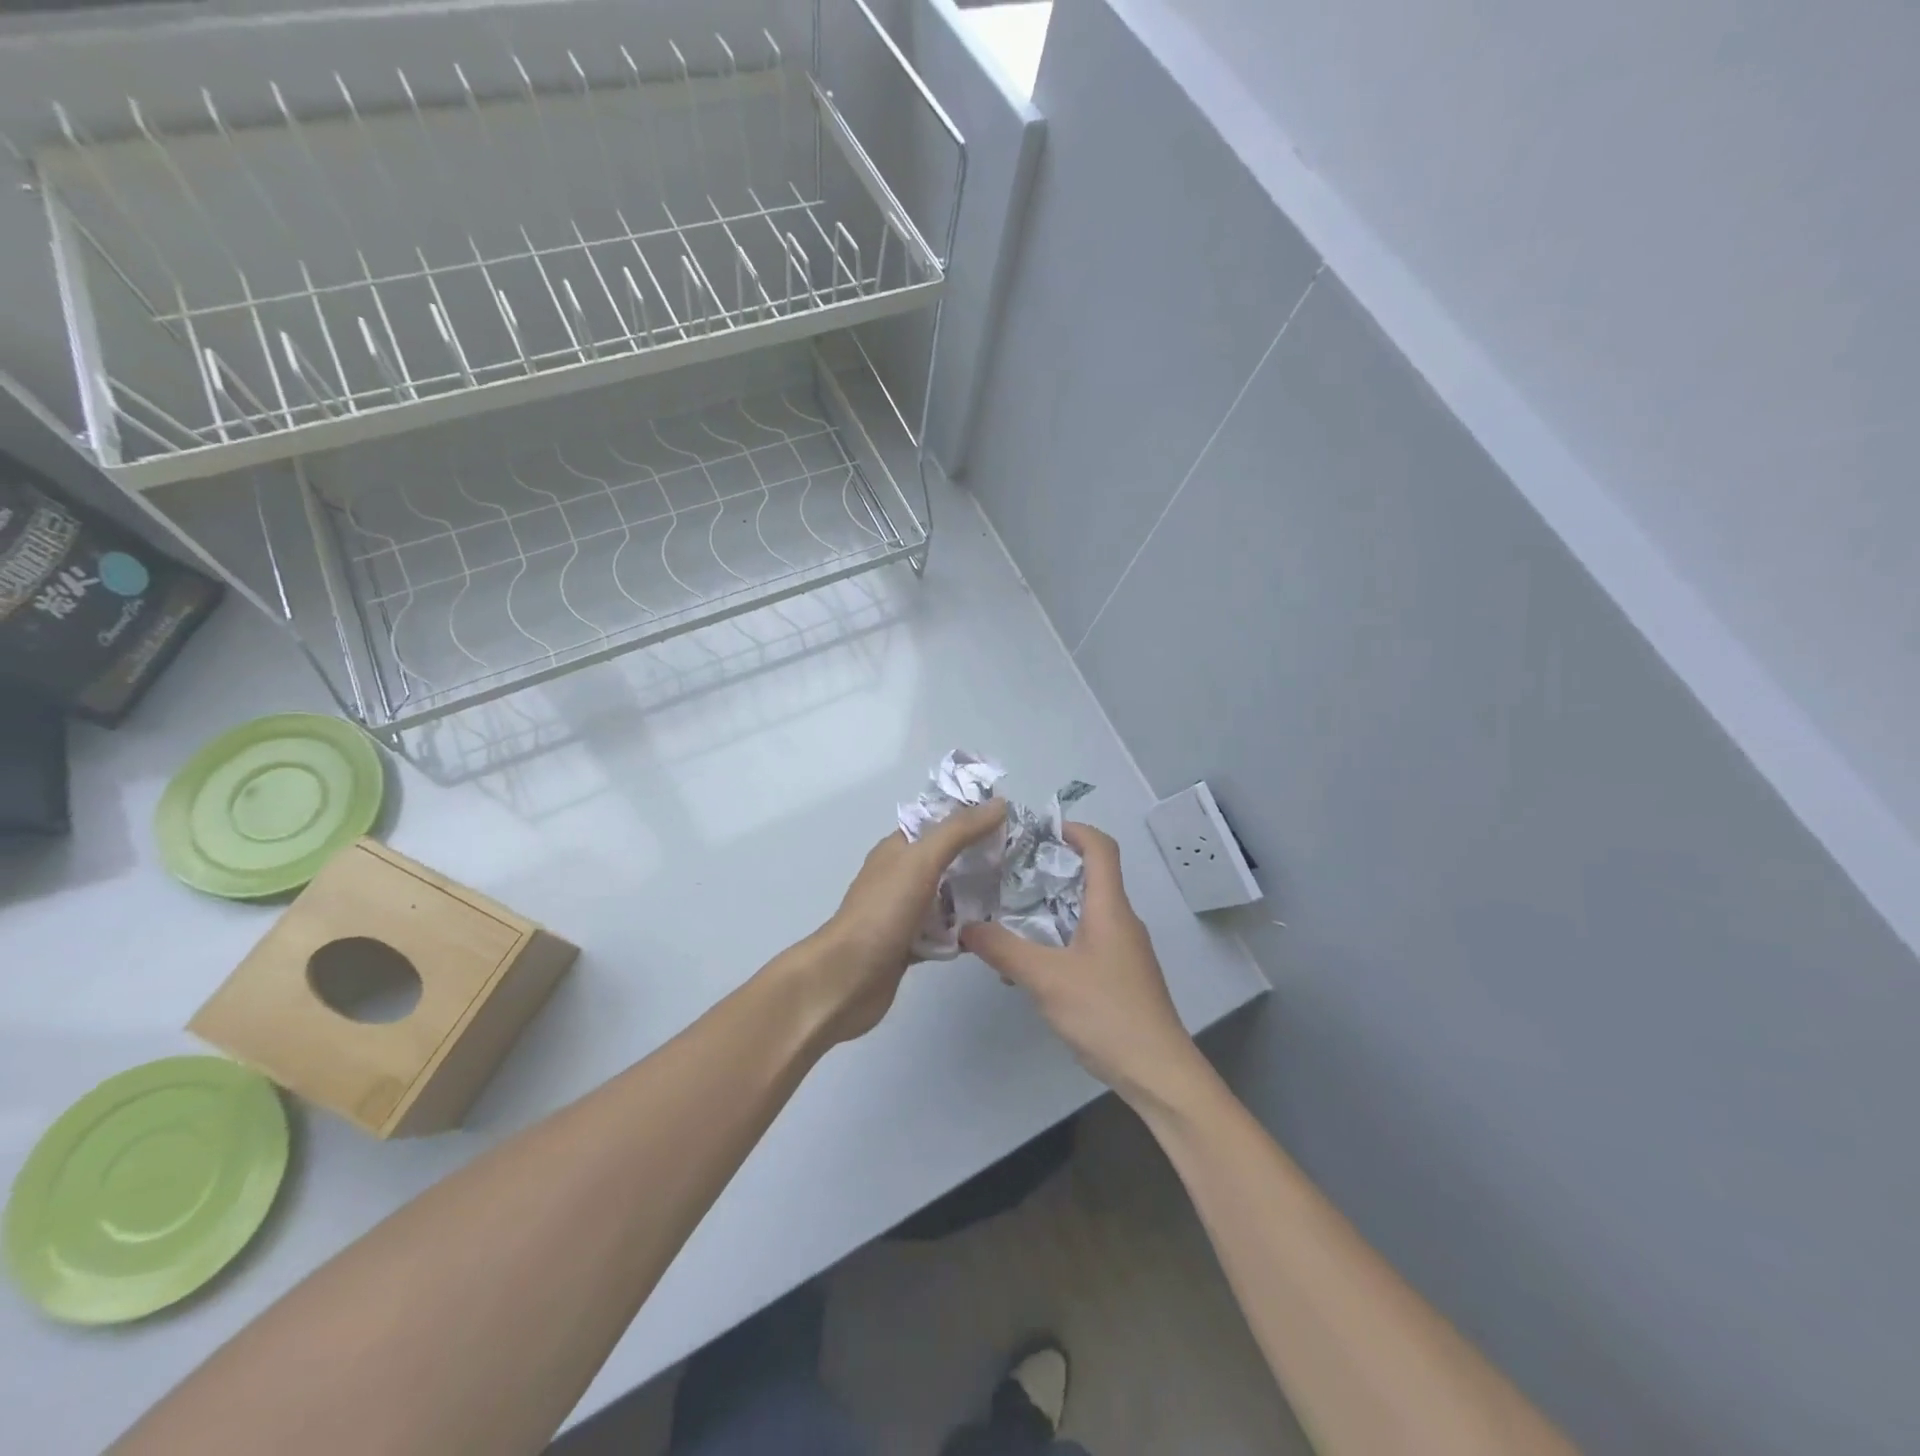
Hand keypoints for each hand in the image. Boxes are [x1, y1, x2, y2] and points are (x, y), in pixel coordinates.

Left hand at [791, 799, 1006, 1044]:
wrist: (846, 979)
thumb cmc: (882, 912)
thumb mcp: (921, 861)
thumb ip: (959, 831)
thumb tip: (999, 803)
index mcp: (899, 849)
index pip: (941, 822)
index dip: (973, 818)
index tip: (1014, 822)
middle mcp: (902, 876)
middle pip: (949, 860)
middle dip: (982, 859)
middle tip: (1023, 863)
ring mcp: (906, 912)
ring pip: (950, 898)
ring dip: (977, 897)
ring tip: (1018, 897)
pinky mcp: (911, 945)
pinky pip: (946, 932)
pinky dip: (965, 932)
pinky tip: (994, 934)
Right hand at [960, 824, 1203, 1106]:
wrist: (1158, 1073)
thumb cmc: (1106, 1013)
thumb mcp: (1046, 979)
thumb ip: (1004, 950)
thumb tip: (965, 927)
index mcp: (1110, 908)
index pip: (1101, 848)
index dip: (1074, 829)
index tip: (1037, 830)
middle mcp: (1122, 921)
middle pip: (1091, 877)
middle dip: (1050, 869)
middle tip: (1008, 872)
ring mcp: (1125, 951)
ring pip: (1086, 912)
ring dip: (1051, 907)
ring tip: (1010, 914)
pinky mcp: (1122, 976)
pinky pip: (1088, 940)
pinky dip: (1060, 937)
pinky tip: (1032, 962)